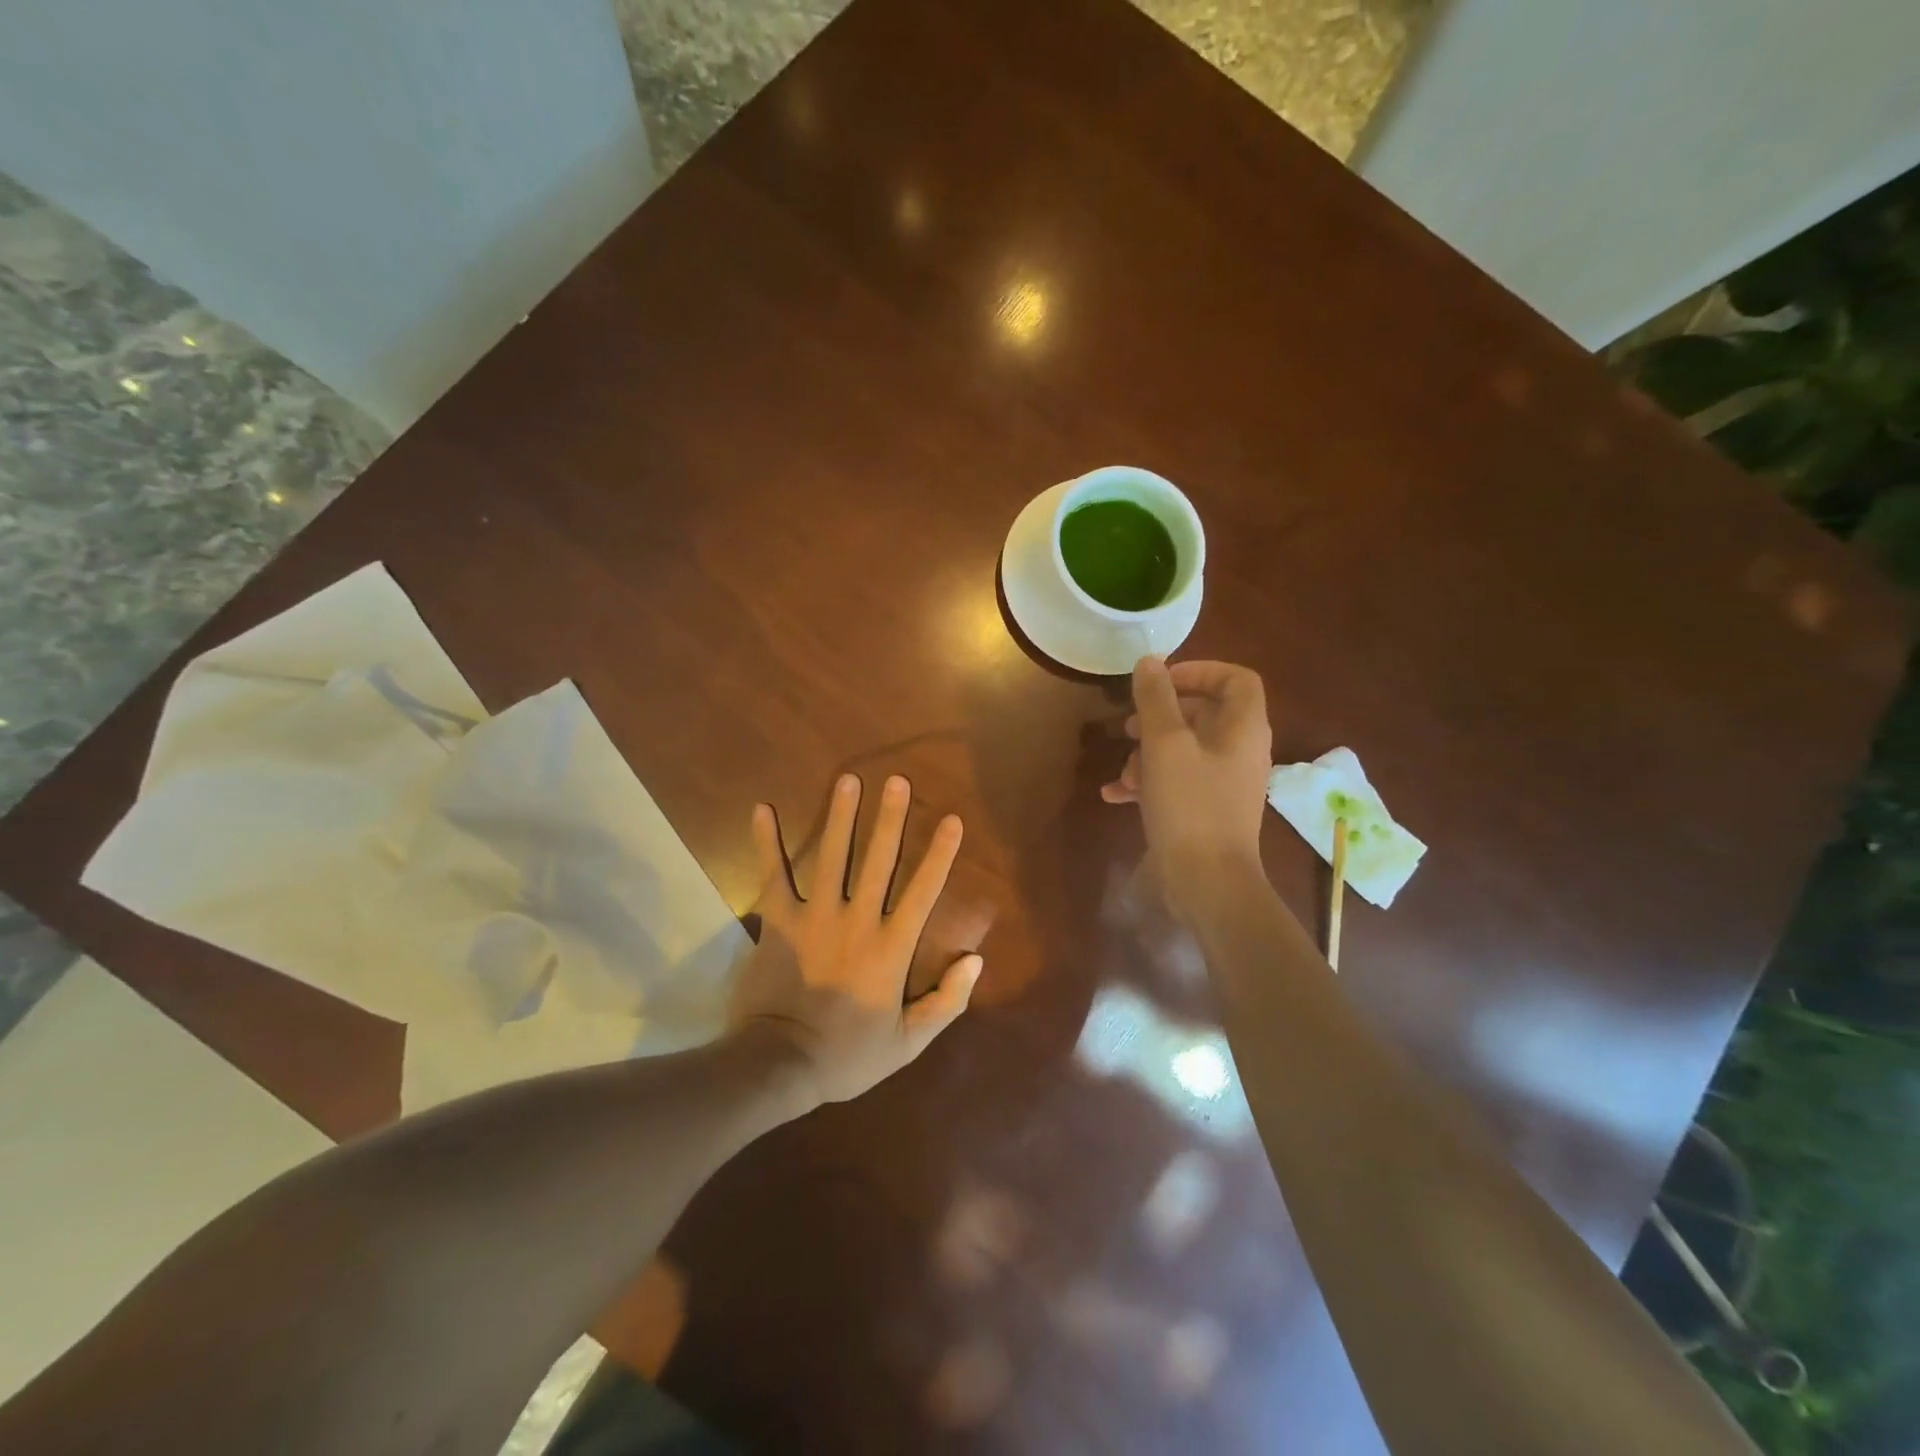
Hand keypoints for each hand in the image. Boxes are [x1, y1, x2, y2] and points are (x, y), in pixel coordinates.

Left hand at [729, 773, 982, 1105]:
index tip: (951, 819)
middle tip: (897, 780)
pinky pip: (774, 874)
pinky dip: (767, 842)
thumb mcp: (909, 1043)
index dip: (940, 853)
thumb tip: (976, 960)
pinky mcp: (778, 920)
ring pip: (832, 856)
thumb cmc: (848, 1056)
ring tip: (848, 780)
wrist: (779, 1065)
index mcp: (891, 947)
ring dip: (840, 816)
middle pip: (879, 860)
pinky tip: (763, 808)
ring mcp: (815, 916)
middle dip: (889, 818)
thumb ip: (946, 1002)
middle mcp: (857, 920)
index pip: (923, 891)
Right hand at [1101, 658, 1272, 915]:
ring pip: (1185, 749)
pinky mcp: (1207, 810)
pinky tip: (1115, 795)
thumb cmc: (1190, 805)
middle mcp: (1240, 751)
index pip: (1235, 679)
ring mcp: (1224, 783)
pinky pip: (1178, 781)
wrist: (1206, 882)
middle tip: (1128, 725)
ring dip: (1148, 753)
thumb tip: (1149, 662)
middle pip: (1204, 714)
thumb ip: (1155, 699)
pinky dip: (1149, 782)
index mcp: (1243, 728)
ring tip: (1122, 770)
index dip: (1198, 671)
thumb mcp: (1164, 744)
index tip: (1159, 682)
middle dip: (1160, 716)